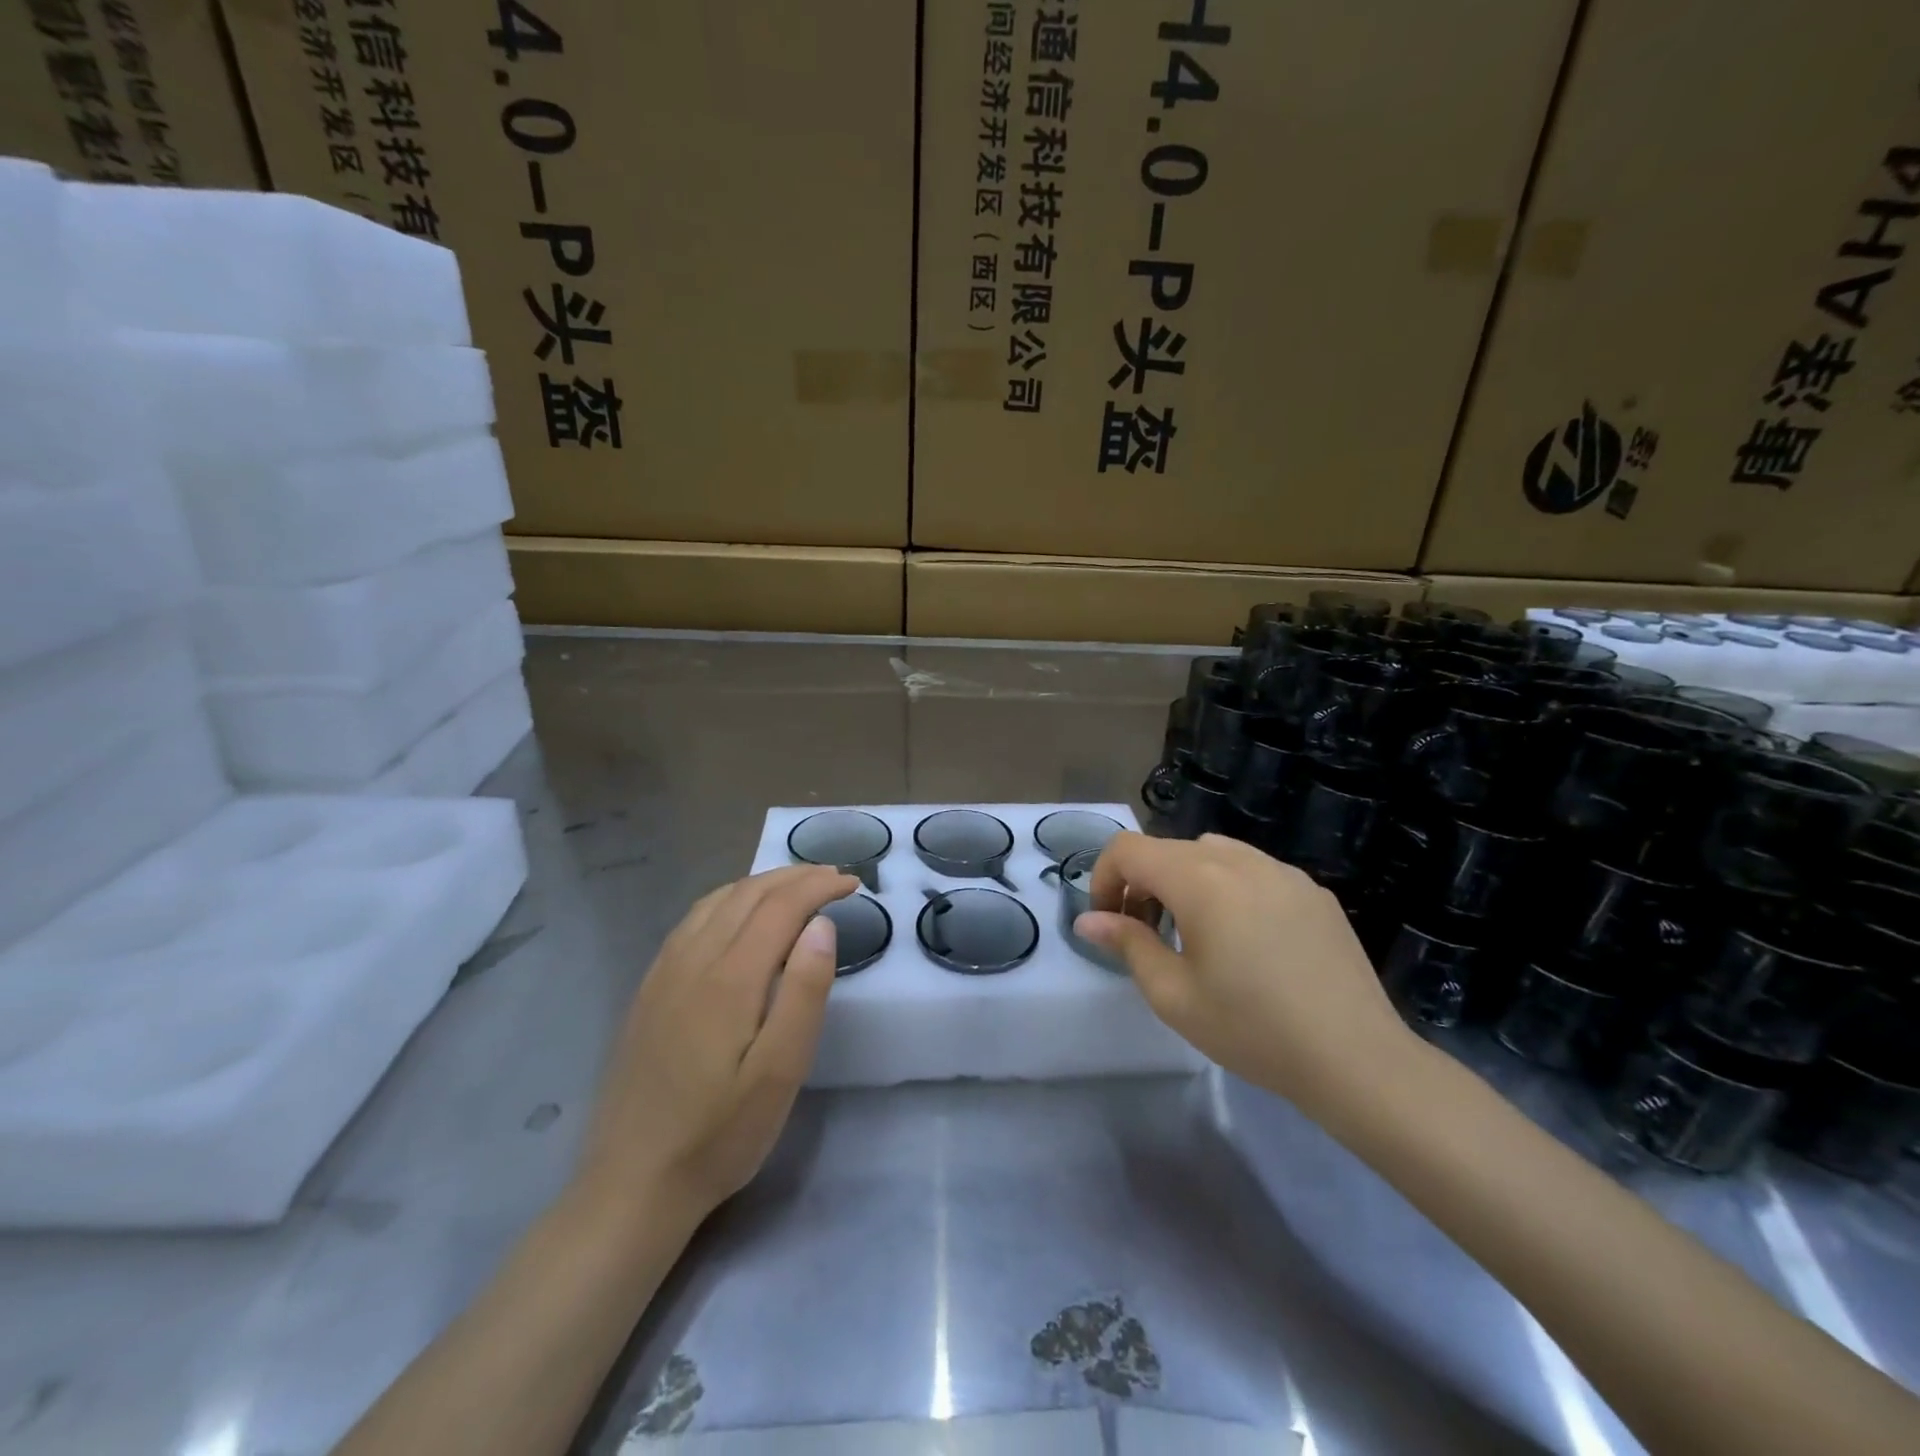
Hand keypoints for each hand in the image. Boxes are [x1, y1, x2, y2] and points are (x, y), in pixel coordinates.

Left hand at [574, 864, 855, 1225]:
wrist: (631, 1184)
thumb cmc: (720, 1134)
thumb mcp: (780, 1073)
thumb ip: (805, 992)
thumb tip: (822, 924)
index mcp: (730, 978)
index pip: (780, 906)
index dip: (819, 886)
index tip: (852, 883)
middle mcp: (693, 960)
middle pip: (748, 893)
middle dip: (794, 876)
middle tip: (833, 878)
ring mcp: (664, 972)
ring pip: (716, 900)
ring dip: (761, 883)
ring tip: (795, 887)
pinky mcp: (649, 989)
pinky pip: (692, 920)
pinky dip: (727, 899)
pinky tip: (737, 915)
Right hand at [1076, 833, 1415, 1121]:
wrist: (1357, 1059)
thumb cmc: (1252, 1029)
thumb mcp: (1173, 995)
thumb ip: (1127, 944)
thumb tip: (1089, 921)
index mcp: (1199, 879)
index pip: (1128, 848)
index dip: (1104, 878)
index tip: (1109, 922)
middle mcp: (1239, 859)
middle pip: (1168, 849)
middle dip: (1142, 883)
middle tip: (1147, 936)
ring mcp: (1282, 870)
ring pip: (1211, 853)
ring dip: (1185, 881)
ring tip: (1195, 934)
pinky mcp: (1313, 890)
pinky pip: (1253, 870)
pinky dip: (1228, 888)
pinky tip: (1248, 941)